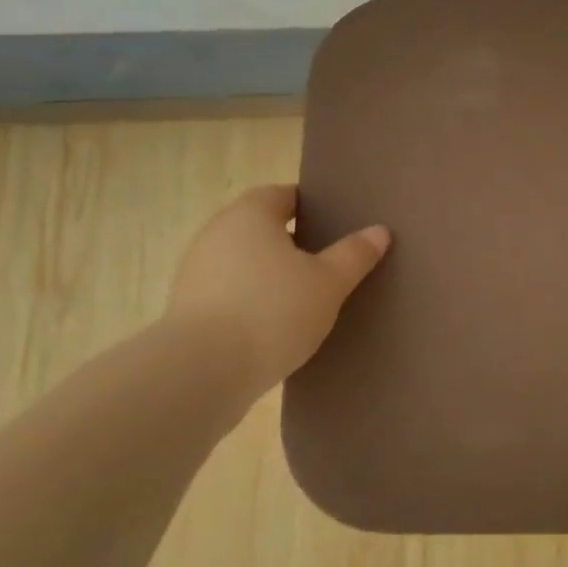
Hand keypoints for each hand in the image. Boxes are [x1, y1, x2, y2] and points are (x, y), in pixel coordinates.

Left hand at [166, 185, 389, 386]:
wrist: (202, 371)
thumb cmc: (273, 311)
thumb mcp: (329, 283)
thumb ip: (354, 255)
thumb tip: (379, 231)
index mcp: (250, 215)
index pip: (283, 195)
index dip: (311, 206)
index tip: (336, 224)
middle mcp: (217, 234)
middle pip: (261, 228)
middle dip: (292, 241)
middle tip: (328, 261)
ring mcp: (196, 272)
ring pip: (245, 262)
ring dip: (270, 274)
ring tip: (305, 297)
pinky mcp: (188, 309)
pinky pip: (230, 293)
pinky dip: (252, 301)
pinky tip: (275, 325)